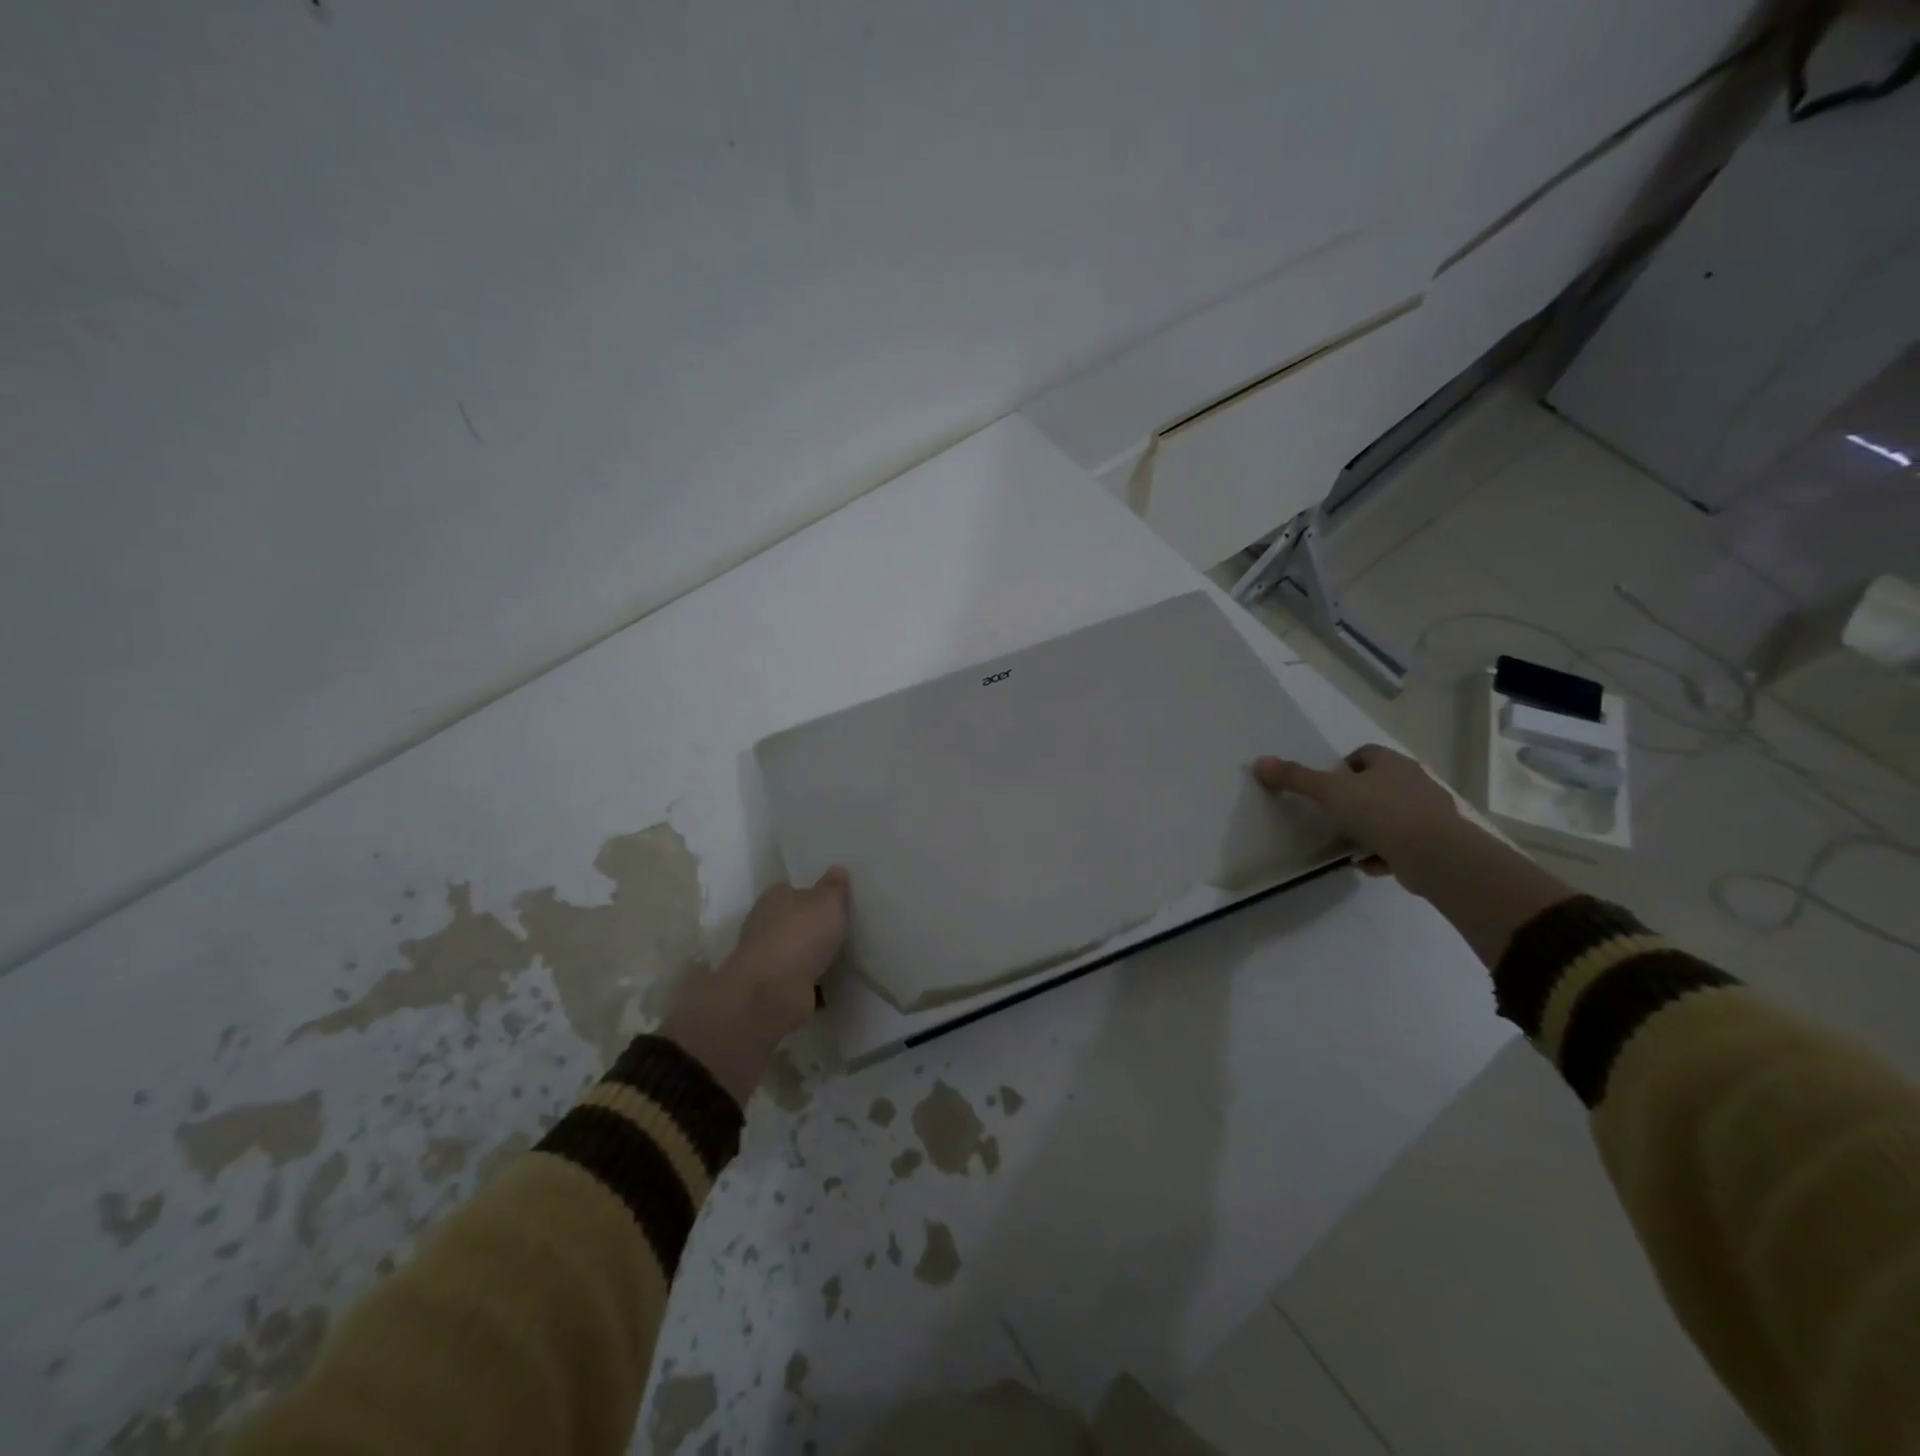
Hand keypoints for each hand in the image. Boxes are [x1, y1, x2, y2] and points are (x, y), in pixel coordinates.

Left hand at [723, 867, 851, 1036]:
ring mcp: (768, 960)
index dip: (813, 892)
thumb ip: (834, 886)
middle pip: (795, 921)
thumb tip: (837, 869)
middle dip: (815, 926)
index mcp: (774, 898)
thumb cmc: (800, 934)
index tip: (836, 898)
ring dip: (816, 957)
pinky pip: (802, 982)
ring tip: (848, 956)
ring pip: (798, 953)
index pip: (792, 888)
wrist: (773, 992)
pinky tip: (839, 983)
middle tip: (847, 927)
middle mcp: (765, 926)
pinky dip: (817, 984)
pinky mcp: (775, 989)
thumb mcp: (827, 901)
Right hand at [1254, 744, 1464, 894]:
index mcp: (1392, 763)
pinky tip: (1368, 865)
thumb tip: (1259, 761)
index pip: (1366, 754)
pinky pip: (1404, 843)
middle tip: (1335, 815)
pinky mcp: (1437, 843)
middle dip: (1358, 799)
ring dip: (1371, 828)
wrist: (1436, 855)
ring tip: (1349, 844)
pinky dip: (1385, 853)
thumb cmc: (1380, 813)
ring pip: (1393, 815)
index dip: (1345, 767)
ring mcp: (1429, 813)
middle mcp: (1415, 782)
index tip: (1328, 786)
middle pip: (1380, 784)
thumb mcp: (1329, 792)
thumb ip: (1295, 778)